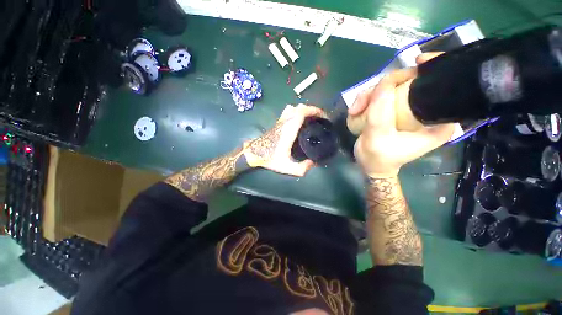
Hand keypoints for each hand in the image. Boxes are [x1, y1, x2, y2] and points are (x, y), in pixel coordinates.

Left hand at [244, 104, 325, 176]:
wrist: (254, 153)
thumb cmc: (270, 158)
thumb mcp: (287, 167)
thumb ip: (302, 168)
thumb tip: (313, 163)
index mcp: (289, 130)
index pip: (302, 112)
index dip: (314, 111)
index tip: (323, 117)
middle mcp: (285, 122)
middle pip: (299, 107)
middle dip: (312, 110)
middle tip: (320, 119)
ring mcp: (280, 121)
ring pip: (293, 108)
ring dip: (304, 111)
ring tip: (311, 119)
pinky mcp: (277, 123)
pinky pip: (289, 112)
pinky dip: (297, 112)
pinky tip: (300, 122)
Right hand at [350, 53, 454, 177]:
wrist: (371, 165)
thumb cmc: (379, 157)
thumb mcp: (378, 136)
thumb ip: (380, 111)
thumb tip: (384, 83)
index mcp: (437, 120)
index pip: (445, 86)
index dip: (434, 68)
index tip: (418, 62)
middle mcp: (426, 110)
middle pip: (411, 81)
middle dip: (386, 86)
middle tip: (364, 101)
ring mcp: (408, 108)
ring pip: (391, 87)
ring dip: (369, 96)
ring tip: (355, 111)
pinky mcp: (393, 109)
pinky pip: (381, 95)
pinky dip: (367, 100)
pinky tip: (357, 111)